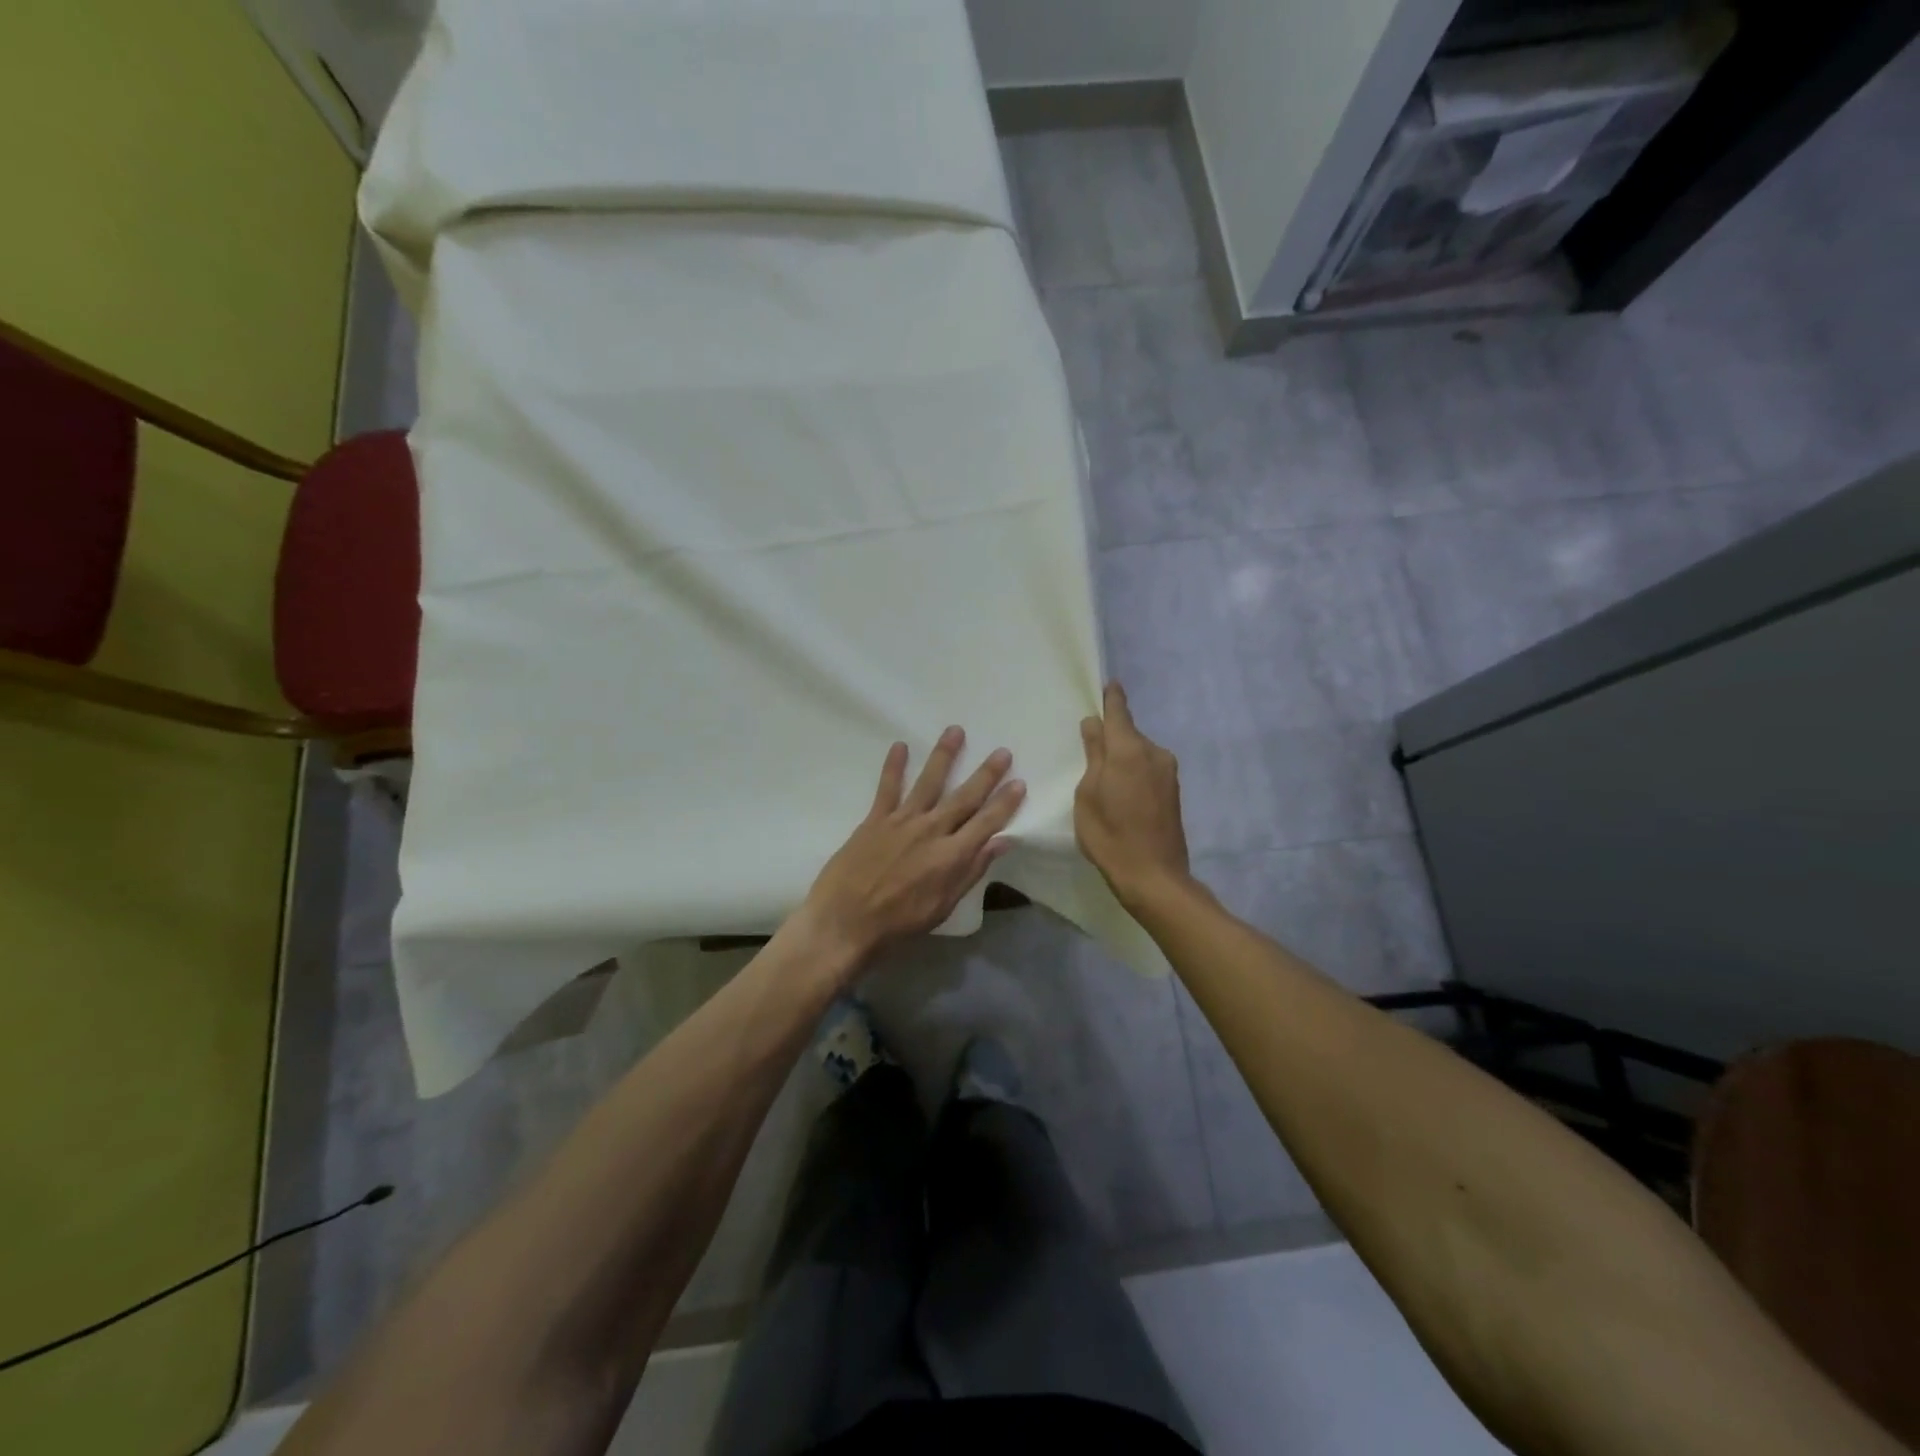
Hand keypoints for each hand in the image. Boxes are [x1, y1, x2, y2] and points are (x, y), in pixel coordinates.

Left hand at [797, 727, 1025, 972]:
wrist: (845, 922)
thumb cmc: (898, 922)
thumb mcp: (943, 905)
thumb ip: (972, 871)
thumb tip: (1002, 842)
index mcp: (952, 855)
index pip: (987, 822)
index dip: (1005, 802)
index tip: (1019, 782)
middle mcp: (931, 830)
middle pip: (964, 797)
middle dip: (986, 774)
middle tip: (1002, 751)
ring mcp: (902, 821)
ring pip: (929, 782)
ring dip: (944, 756)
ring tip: (956, 731)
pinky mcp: (875, 820)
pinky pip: (887, 787)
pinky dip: (894, 766)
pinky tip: (900, 745)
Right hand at [1075, 682, 1190, 909]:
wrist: (1154, 876)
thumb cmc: (1110, 835)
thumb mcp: (1087, 795)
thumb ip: (1093, 756)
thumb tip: (1094, 725)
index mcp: (1128, 750)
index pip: (1118, 713)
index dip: (1111, 698)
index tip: (1108, 684)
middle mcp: (1153, 753)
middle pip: (1128, 733)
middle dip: (1111, 735)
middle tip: (1089, 744)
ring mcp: (1167, 772)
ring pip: (1138, 752)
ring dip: (1122, 757)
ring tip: (1101, 776)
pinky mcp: (1173, 791)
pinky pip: (1147, 768)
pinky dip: (1132, 771)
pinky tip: (1119, 792)